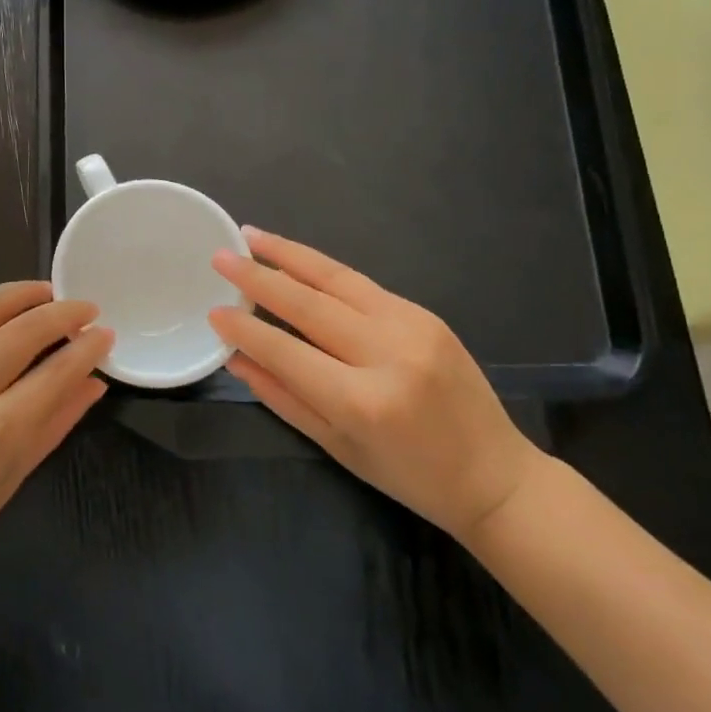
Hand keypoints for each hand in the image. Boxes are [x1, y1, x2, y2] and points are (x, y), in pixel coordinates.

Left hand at [0, 281, 112, 583]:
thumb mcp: (14, 475)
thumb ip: (57, 420)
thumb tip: (96, 378)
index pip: (51, 374)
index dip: (85, 348)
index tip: (105, 331)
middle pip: (19, 331)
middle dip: (60, 311)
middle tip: (84, 304)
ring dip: (22, 297)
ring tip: (48, 292)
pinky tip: (0, 323)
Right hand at [209, 229, 543, 541]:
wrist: (497, 476)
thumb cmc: (409, 476)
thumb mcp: (336, 446)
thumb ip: (282, 397)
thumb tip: (236, 357)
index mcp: (363, 402)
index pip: (287, 352)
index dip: (245, 329)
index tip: (213, 310)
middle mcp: (388, 355)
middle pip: (309, 304)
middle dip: (258, 277)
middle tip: (221, 255)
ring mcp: (412, 327)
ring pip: (337, 279)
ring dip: (289, 254)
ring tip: (252, 235)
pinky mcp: (426, 314)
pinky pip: (362, 285)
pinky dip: (322, 270)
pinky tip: (296, 260)